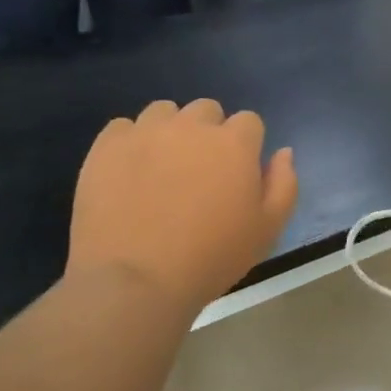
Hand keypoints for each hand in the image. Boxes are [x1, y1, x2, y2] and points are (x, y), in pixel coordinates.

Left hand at [68, 99, 297, 311]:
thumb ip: (284, 184)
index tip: (237, 174)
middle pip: (207, 110)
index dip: (246, 145)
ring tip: (162, 167)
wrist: (136, 280)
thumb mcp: (268, 229)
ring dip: (169, 130)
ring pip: (164, 111)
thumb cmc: (211, 258)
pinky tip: (129, 171)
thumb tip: (283, 152)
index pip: (249, 122)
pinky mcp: (107, 146)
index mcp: (234, 143)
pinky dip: (129, 142)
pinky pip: (122, 126)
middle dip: (208, 132)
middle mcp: (192, 126)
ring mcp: (146, 132)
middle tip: (200, 171)